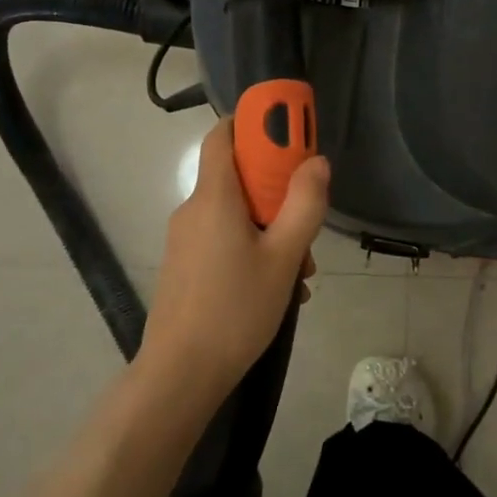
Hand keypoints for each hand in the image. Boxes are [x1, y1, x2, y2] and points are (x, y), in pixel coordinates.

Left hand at [142, 118, 329, 400]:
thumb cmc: (236, 309)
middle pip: (238, 178)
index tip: (287, 133)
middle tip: (306, 225)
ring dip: (271, 230)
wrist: (180, 374)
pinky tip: (276, 288)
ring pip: (235, 215)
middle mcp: (193, 210)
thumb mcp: (284, 256)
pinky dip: (252, 249)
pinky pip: (223, 240)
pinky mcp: (184, 266)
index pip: (223, 135)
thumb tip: (316, 162)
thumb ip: (304, 204)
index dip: (253, 123)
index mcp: (214, 197)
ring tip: (299, 273)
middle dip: (278, 194)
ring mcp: (185, 240)